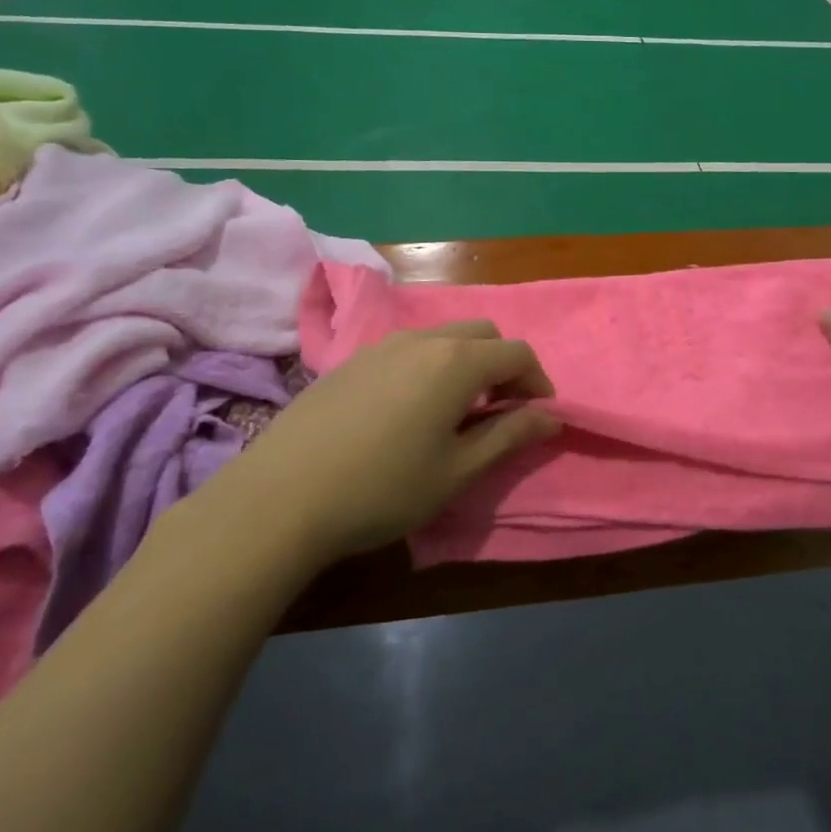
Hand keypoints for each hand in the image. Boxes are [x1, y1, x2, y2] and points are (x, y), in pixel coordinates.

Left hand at [233, 323, 561, 564]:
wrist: (279, 497)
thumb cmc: (383, 488)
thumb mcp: (458, 471)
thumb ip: (510, 437)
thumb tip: (551, 417)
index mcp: (457, 362)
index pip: (517, 353)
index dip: (538, 382)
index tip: (539, 416)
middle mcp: (423, 339)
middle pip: (483, 334)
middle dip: (504, 365)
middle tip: (501, 411)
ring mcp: (382, 345)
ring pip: (444, 338)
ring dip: (467, 363)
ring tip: (457, 412)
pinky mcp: (352, 360)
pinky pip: (409, 349)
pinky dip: (431, 366)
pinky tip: (409, 410)